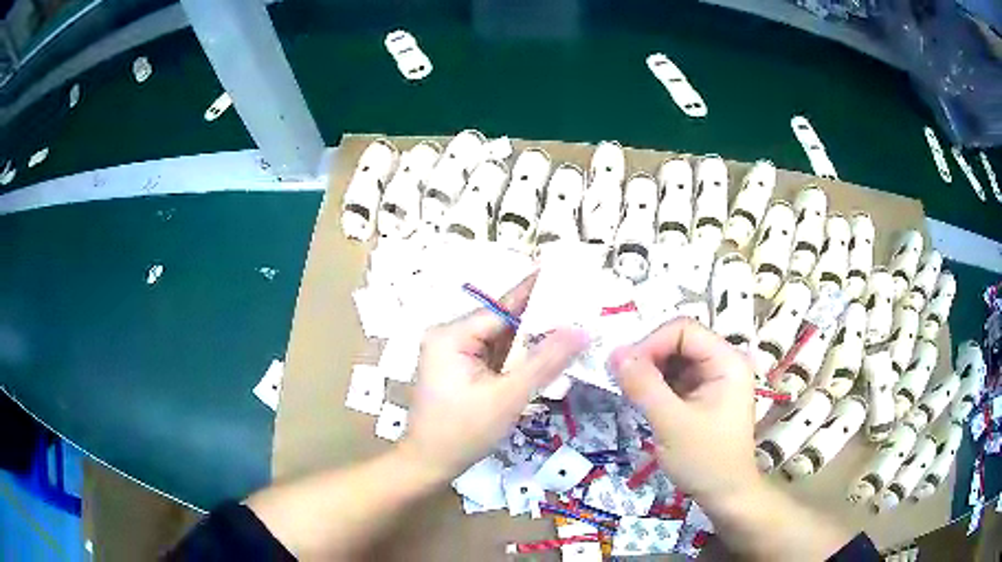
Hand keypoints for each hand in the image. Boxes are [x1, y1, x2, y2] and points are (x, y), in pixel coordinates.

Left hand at [403, 273, 588, 480]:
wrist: (429, 465)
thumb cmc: (463, 432)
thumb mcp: (508, 397)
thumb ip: (545, 362)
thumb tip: (581, 330)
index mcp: (451, 334)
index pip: (503, 309)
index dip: (541, 299)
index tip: (573, 282)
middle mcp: (450, 336)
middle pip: (504, 322)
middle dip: (542, 321)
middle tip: (583, 310)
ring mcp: (454, 353)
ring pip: (503, 340)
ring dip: (534, 341)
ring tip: (575, 330)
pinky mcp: (461, 369)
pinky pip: (497, 356)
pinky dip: (521, 358)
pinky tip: (550, 355)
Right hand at [609, 318, 762, 508]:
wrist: (724, 494)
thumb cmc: (705, 459)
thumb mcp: (672, 423)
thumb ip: (644, 386)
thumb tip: (614, 353)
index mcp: (727, 361)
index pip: (684, 330)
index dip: (651, 342)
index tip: (623, 367)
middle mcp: (723, 362)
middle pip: (679, 341)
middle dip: (648, 356)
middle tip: (621, 380)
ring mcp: (714, 378)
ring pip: (674, 359)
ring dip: (649, 371)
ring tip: (630, 391)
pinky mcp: (703, 394)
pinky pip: (675, 377)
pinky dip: (656, 385)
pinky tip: (642, 400)